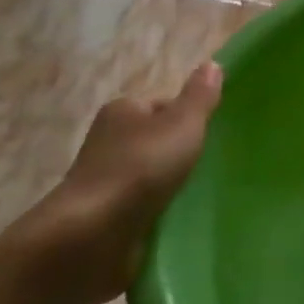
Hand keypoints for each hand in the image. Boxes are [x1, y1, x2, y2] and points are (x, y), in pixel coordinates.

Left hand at [21, 62, 223, 303]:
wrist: (90, 239)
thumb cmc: (139, 167)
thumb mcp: (182, 123)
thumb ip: (200, 96)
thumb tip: (213, 64)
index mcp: (123, 111)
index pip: (163, 105)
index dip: (188, 117)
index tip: (212, 135)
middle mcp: (109, 143)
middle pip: (157, 140)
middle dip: (181, 152)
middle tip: (213, 164)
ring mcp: (106, 184)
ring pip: (151, 177)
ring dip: (171, 186)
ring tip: (203, 194)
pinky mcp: (106, 222)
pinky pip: (143, 210)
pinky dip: (160, 214)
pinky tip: (182, 220)